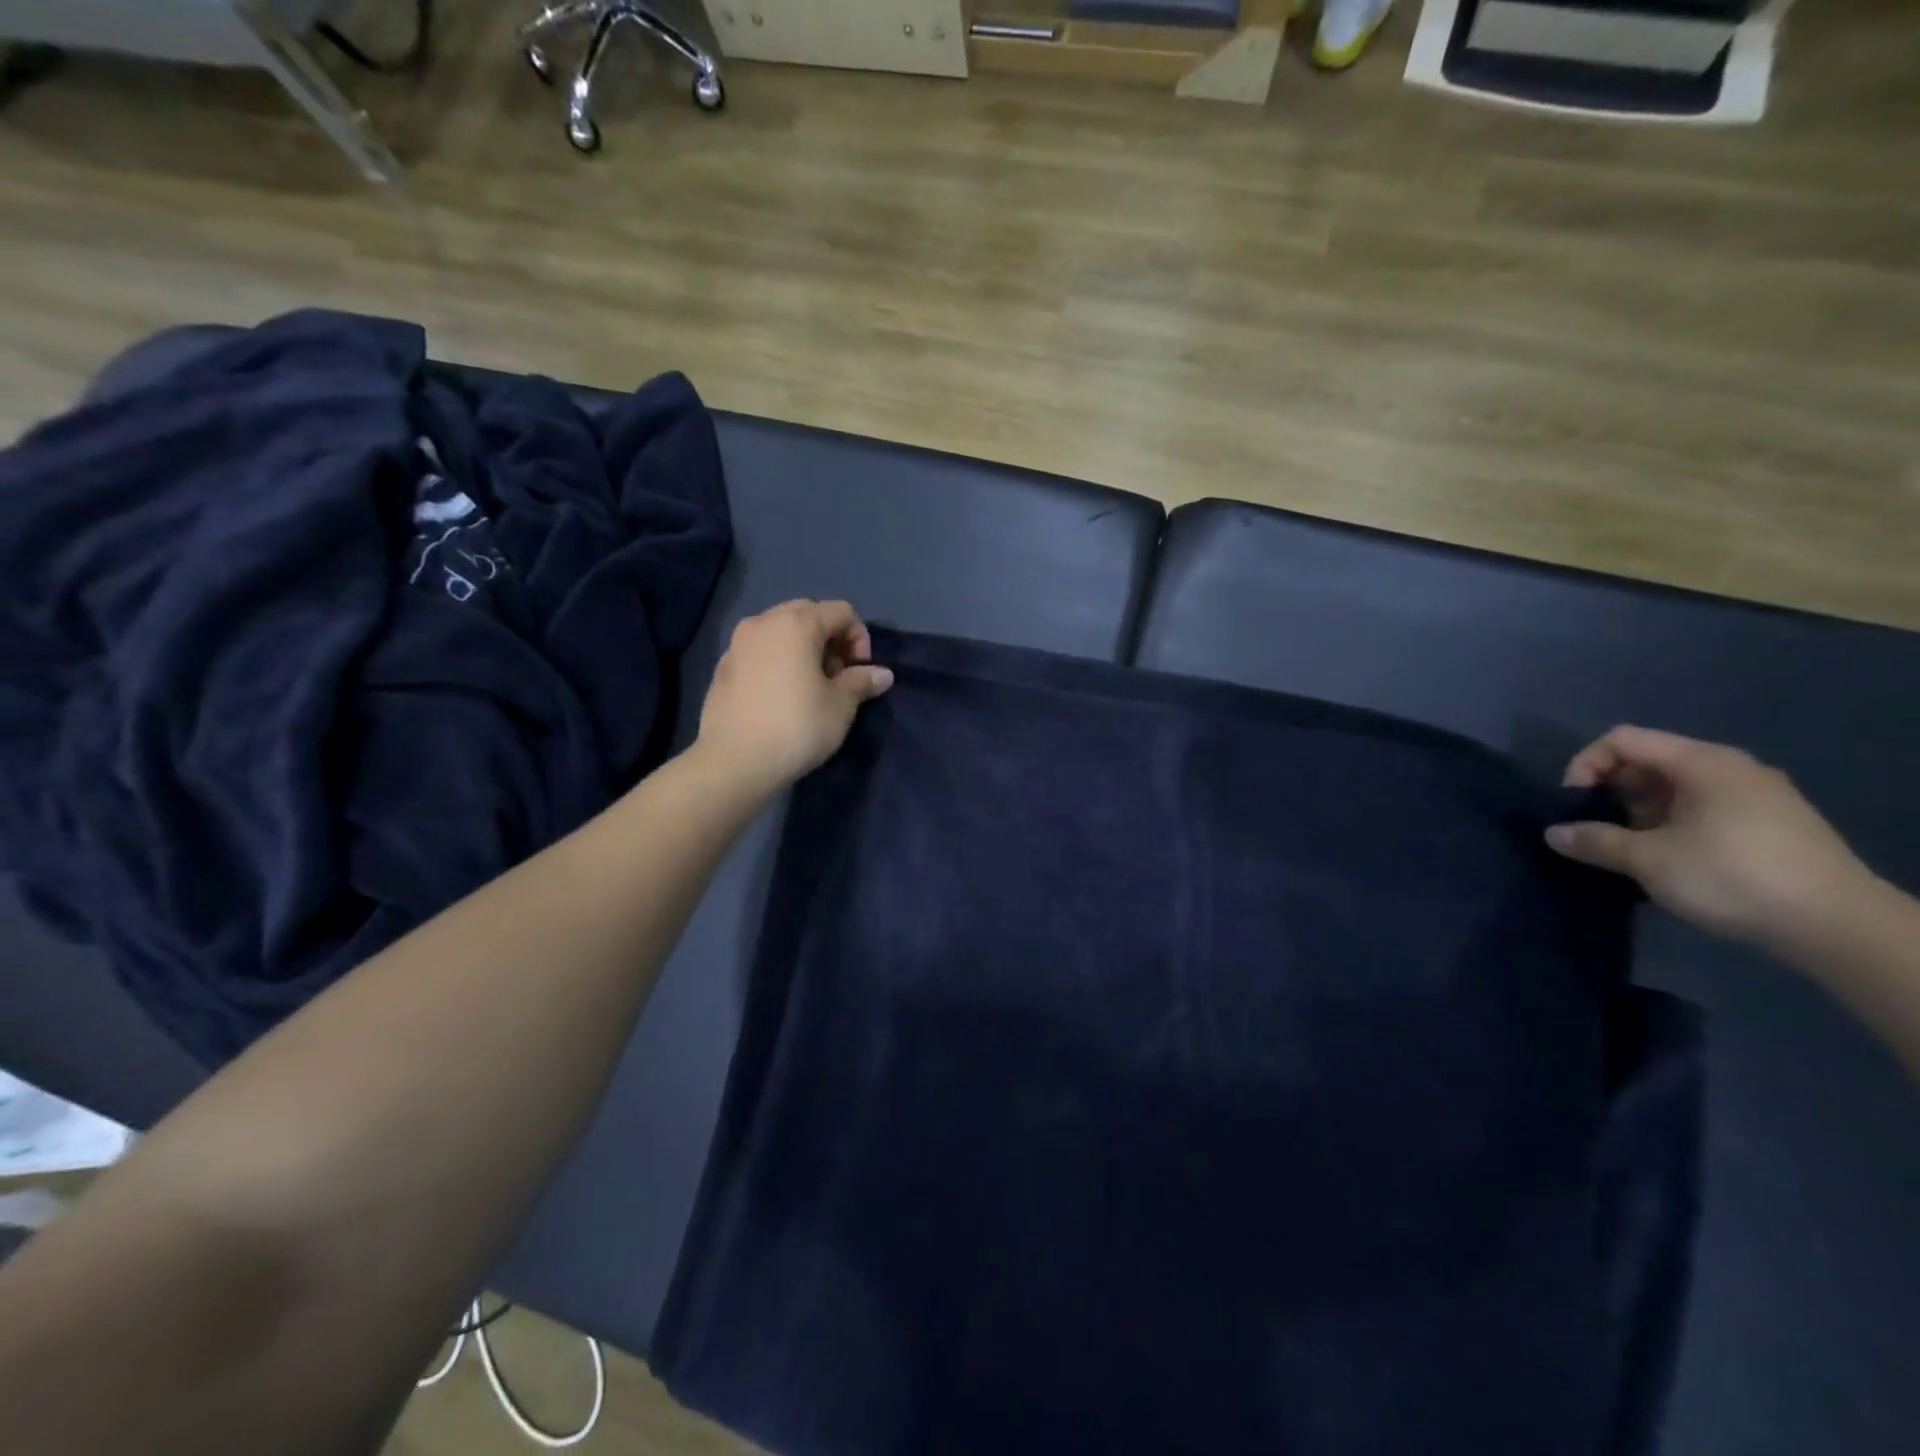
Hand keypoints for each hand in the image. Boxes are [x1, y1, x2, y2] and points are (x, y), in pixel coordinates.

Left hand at [694, 600, 893, 796]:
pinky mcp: (722, 667)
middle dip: (830, 640)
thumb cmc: (797, 727)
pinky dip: (777, 662)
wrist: (734, 762)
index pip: (841, 611)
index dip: (860, 638)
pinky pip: (760, 652)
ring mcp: (738, 643)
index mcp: (797, 623)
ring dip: (803, 649)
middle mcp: (764, 622)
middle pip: (808, 614)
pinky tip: (781, 697)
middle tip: (836, 677)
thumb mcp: (840, 706)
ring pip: (780, 631)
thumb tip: (883, 674)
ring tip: (810, 687)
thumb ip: (861, 682)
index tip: (860, 673)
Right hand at [1545, 726, 1869, 951]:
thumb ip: (1594, 841)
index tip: (1573, 805)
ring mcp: (1755, 795)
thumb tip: (1552, 833)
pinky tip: (1667, 860)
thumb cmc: (1732, 877)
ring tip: (1627, 850)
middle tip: (1595, 830)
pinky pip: (1702, 808)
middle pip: (1647, 762)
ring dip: (1639, 813)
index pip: (1621, 740)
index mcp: (1701, 763)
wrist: (1838, 925)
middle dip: (1610, 792)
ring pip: (1674, 788)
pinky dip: (1671, 825)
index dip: (1585, 766)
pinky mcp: (1770, 823)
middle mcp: (1730, 768)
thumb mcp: (1649, 860)